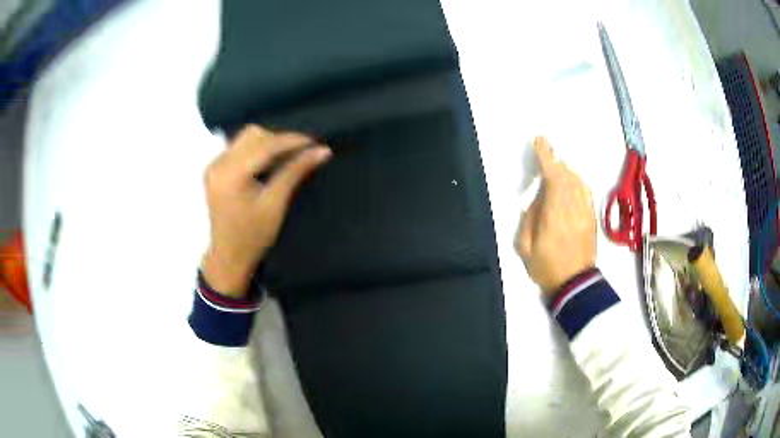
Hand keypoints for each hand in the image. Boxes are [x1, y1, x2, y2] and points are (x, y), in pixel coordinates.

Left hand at [201, 125, 331, 296]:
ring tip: (284, 159)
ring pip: (245, 138)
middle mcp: (218, 164)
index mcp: (231, 174)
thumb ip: (295, 172)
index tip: (315, 142)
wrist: (228, 256)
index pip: (265, 145)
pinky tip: (266, 165)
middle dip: (279, 140)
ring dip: (267, 143)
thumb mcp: (276, 204)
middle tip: (299, 154)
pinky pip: (238, 147)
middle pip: (253, 135)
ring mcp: (213, 165)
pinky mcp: (213, 169)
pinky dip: (255, 150)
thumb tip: (322, 151)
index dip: (292, 140)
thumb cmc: (253, 236)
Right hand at [515, 137, 596, 295]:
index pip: (553, 177)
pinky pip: (586, 191)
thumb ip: (529, 217)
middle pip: (566, 175)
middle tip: (546, 155)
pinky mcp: (592, 217)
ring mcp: (585, 212)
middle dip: (555, 162)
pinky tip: (571, 183)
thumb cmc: (546, 267)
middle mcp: (573, 207)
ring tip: (557, 169)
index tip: (540, 141)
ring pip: (578, 181)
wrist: (575, 284)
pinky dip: (577, 181)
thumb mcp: (525, 246)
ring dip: (566, 171)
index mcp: (554, 214)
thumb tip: (537, 197)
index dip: (546, 157)